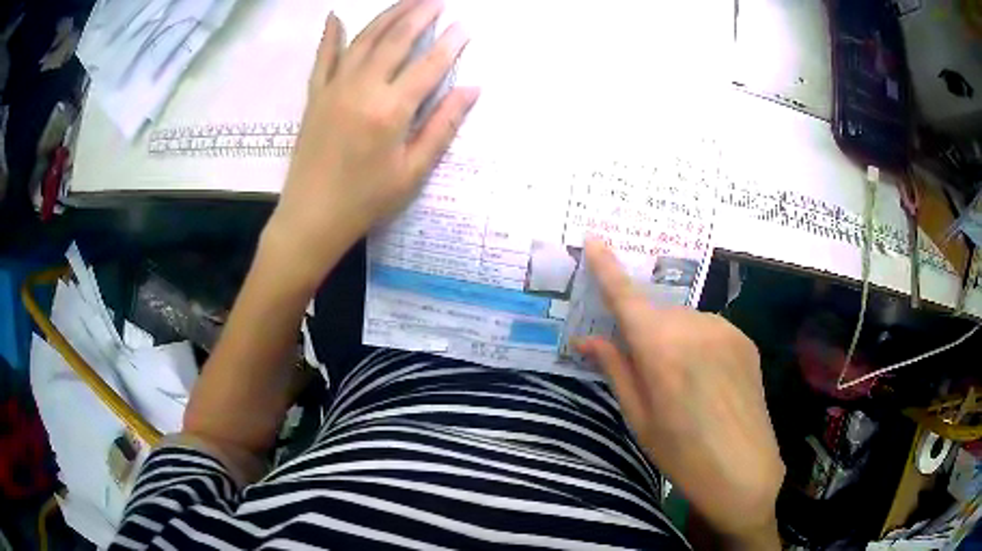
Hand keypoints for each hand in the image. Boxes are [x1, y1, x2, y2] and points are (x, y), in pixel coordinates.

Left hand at [267, 0, 478, 282]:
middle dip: (420, 15)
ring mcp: (334, 88)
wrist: (311, 217)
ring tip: (408, 1)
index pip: (429, 65)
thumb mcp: (412, 171)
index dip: (450, 43)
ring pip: (364, 40)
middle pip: (396, 40)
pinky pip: (323, 57)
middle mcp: (362, 89)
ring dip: (388, 16)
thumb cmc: (366, 200)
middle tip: (438, 1)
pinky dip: (330, 35)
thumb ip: (442, 125)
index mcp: (391, 110)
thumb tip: (472, 89)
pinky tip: (335, 16)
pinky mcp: (315, 96)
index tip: (464, 26)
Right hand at [576, 239, 784, 543]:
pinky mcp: (744, 339)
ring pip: (683, 321)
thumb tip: (586, 339)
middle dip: (644, 332)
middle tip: (645, 372)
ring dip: (673, 339)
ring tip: (682, 384)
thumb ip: (616, 369)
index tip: (594, 239)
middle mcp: (695, 325)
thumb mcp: (640, 418)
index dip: (607, 268)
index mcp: (661, 347)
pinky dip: (697, 343)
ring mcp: (725, 329)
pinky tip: (707, 380)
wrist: (744, 471)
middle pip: (656, 314)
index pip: (626, 297)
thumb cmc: (682, 453)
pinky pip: (708, 329)